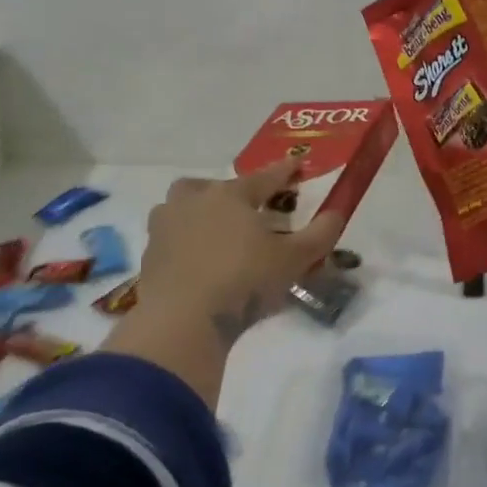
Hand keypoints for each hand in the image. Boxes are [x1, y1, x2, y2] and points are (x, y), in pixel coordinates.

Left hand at [136, 161, 344, 349]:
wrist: (182, 322)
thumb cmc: (244, 281)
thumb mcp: (293, 260)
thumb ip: (320, 235)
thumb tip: (337, 213)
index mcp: (230, 196)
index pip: (264, 177)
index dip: (284, 172)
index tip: (297, 164)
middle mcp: (193, 203)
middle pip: (207, 186)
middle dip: (224, 191)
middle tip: (241, 209)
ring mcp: (165, 229)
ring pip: (178, 208)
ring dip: (195, 215)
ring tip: (213, 236)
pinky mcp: (149, 259)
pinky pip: (168, 241)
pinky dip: (182, 246)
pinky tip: (196, 264)